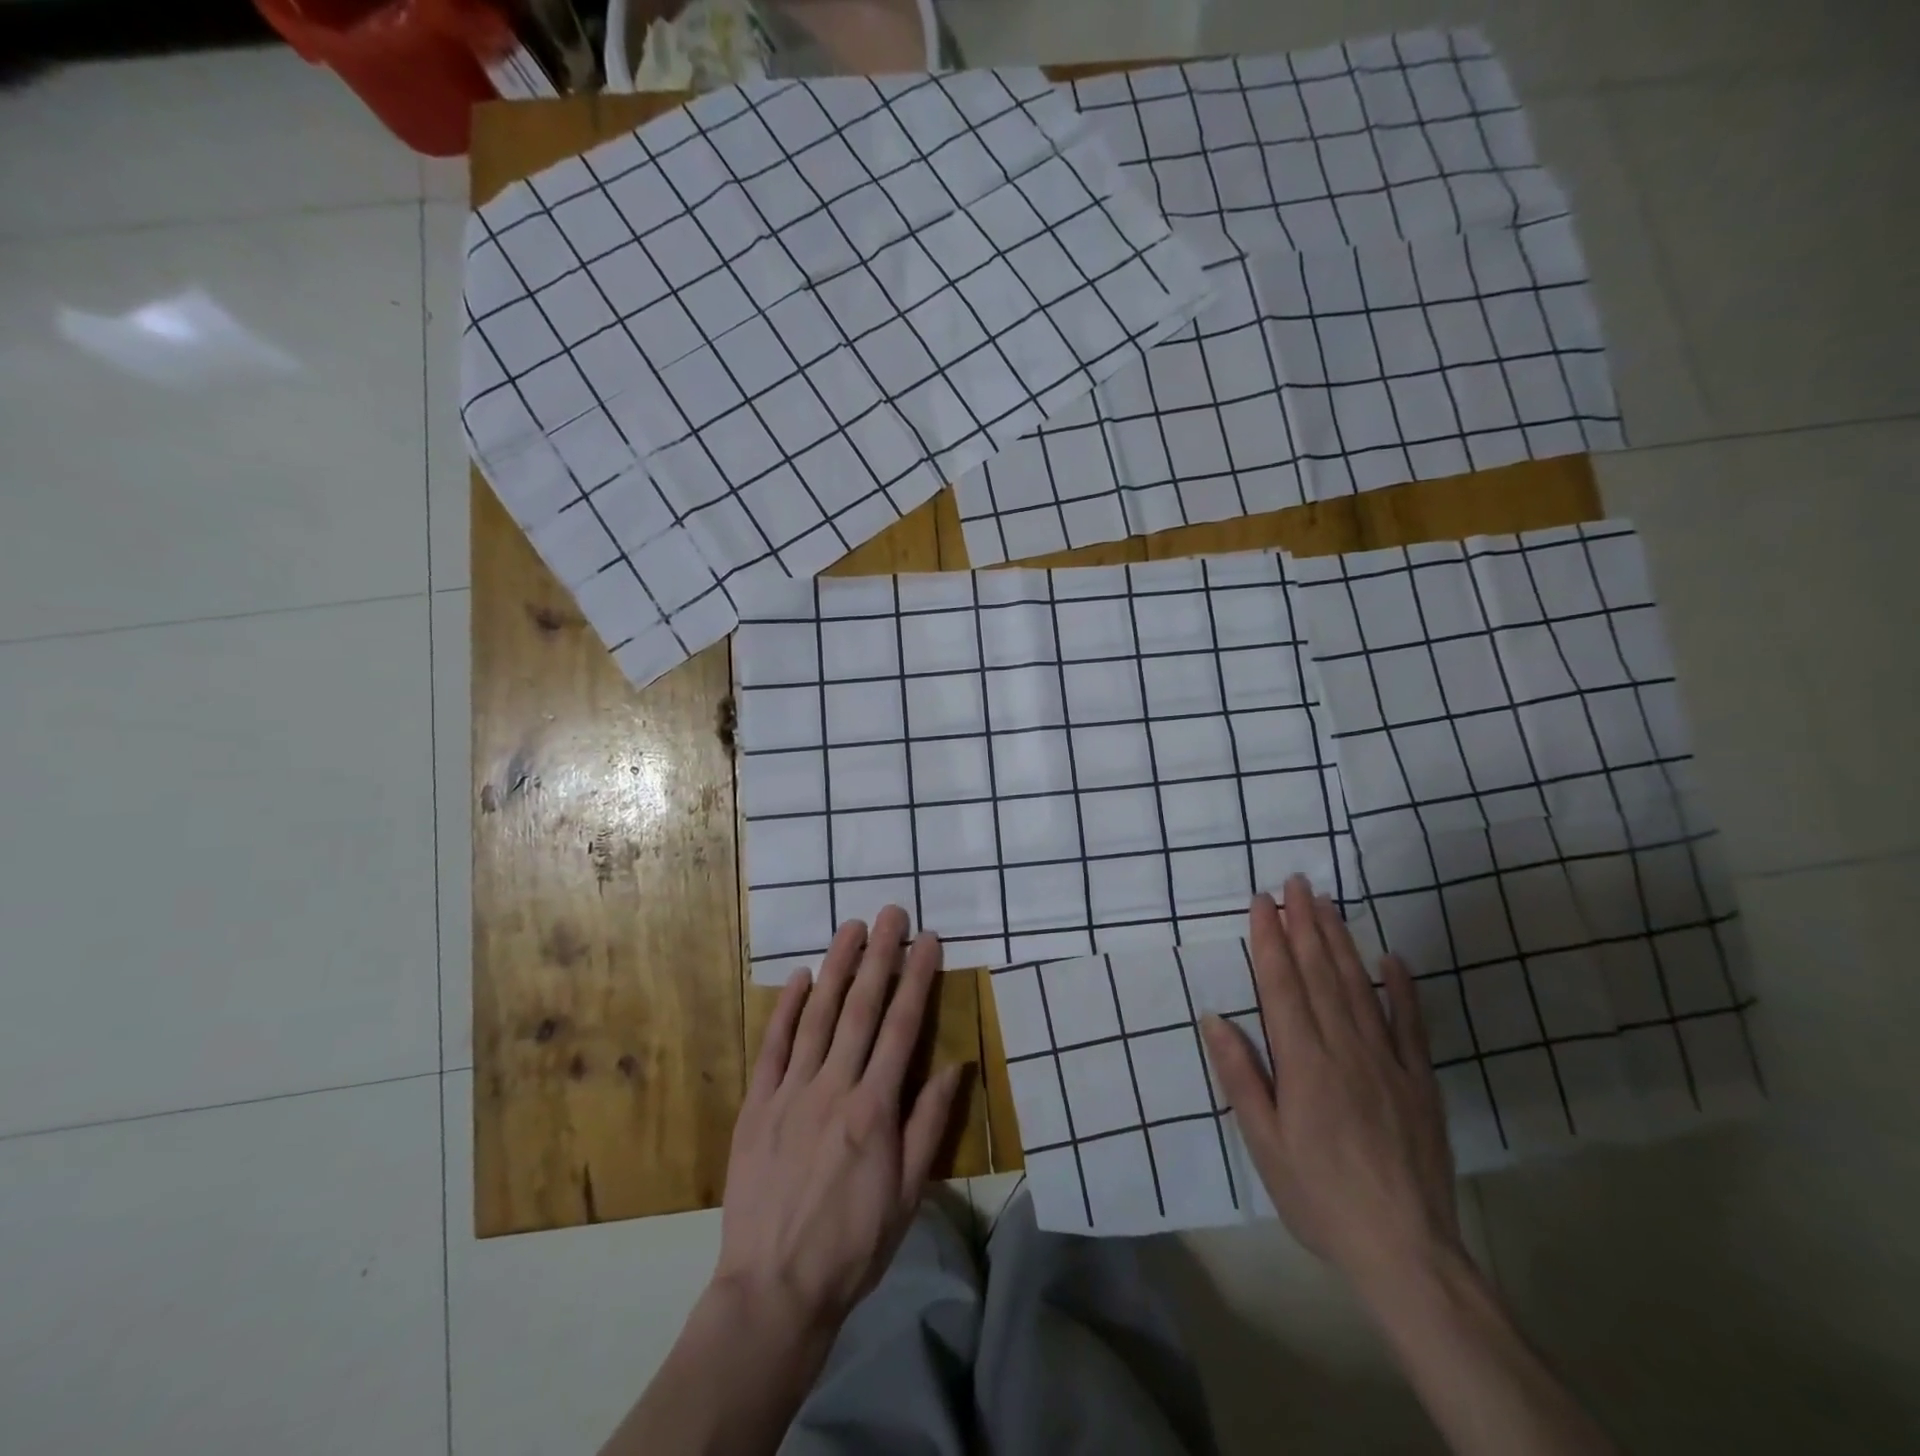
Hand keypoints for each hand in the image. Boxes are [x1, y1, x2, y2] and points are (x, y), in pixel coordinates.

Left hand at [712, 906, 965, 1337]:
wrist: (773, 1291)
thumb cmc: (852, 1245)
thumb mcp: (909, 1194)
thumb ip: (929, 1124)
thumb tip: (954, 1064)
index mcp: (875, 1108)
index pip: (903, 1027)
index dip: (917, 978)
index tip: (928, 940)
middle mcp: (834, 1087)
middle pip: (862, 1009)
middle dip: (880, 956)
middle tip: (891, 913)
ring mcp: (791, 1092)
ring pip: (818, 1016)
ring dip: (837, 967)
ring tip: (851, 927)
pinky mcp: (757, 1105)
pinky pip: (773, 1046)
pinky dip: (787, 1008)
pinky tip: (800, 977)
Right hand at [1201, 876, 1461, 1291]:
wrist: (1407, 1252)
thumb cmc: (1319, 1197)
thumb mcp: (1264, 1145)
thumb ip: (1241, 1077)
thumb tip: (1215, 1018)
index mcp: (1304, 1064)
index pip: (1282, 986)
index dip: (1270, 940)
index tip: (1262, 901)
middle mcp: (1345, 1049)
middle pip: (1321, 974)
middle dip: (1305, 924)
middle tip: (1296, 882)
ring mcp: (1388, 1061)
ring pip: (1359, 986)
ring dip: (1341, 940)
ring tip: (1327, 903)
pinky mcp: (1419, 1080)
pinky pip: (1410, 1024)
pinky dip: (1401, 987)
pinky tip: (1391, 958)